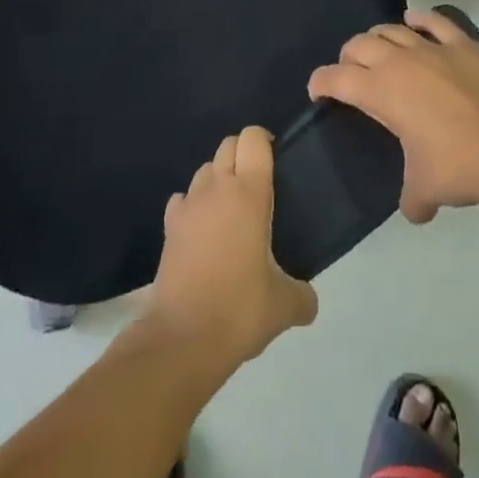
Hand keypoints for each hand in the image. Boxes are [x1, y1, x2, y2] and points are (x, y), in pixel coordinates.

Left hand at [145, 126, 317, 368]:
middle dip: (242, 153)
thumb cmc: (240, 309)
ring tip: (232, 208)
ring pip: (204, 170)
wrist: (182, 338)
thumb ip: (303, 296)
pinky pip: (183, 199)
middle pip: (227, 145)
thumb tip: (309, 301)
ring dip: (218, 177)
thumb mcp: (284, 306)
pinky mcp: (169, 227)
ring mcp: (189, 205)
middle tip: (259, 183)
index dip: (264, 139)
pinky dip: (194, 204)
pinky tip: (203, 230)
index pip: (253, 139)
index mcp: (249, 193)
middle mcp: (217, 188)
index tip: (276, 158)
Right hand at [309, 9, 478, 222]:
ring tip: (380, 50)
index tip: (318, 92)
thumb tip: (414, 211)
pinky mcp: (463, 44)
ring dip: (379, 38)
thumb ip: (411, 197)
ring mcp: (432, 48)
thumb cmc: (458, 165)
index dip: (320, 83)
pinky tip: (415, 21)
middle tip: (352, 73)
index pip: (335, 78)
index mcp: (379, 91)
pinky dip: (420, 19)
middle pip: (359, 45)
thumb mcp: (425, 188)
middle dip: (348, 57)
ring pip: (392, 29)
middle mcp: (398, 61)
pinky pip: (434, 21)